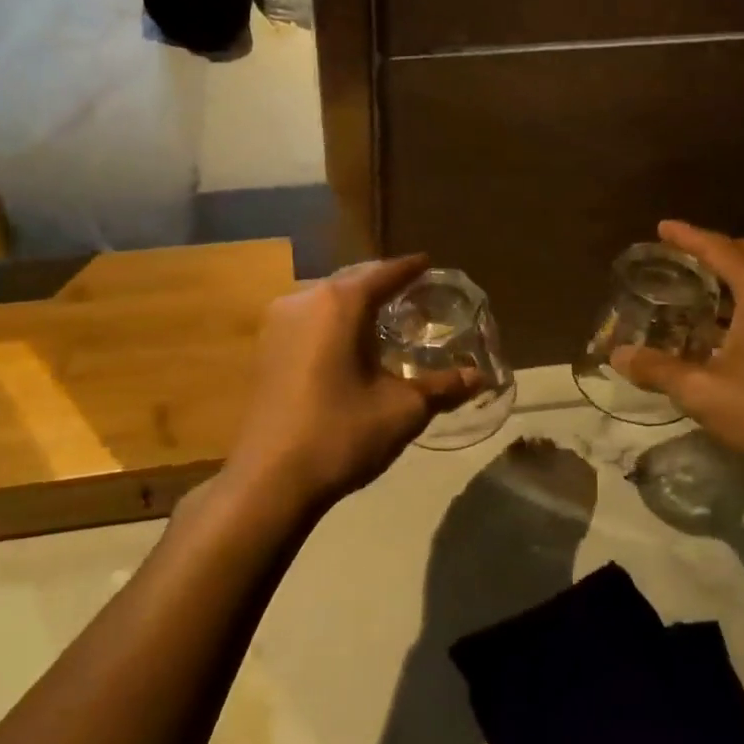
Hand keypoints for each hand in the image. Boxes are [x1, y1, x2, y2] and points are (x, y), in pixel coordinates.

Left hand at [228, 255, 472, 505]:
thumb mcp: (403, 410)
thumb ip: (443, 386)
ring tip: (381, 318)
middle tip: (411, 293)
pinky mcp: (264, 349)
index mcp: (339, 303)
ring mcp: (276, 324)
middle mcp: (303, 300)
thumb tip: (479, 376)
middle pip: (351, 280)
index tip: (428, 263)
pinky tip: (345, 344)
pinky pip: (306, 320)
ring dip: (353, 304)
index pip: (383, 273)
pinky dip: (331, 322)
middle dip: (380, 284)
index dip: (409, 269)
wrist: (270, 480)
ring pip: (324, 300)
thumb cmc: (342, 434)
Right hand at [612, 221, 743, 478]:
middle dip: (715, 248)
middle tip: (683, 255)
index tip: (662, 227)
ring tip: (706, 284)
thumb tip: (617, 356)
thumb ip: (658, 369)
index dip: (687, 237)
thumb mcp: (703, 392)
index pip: (719, 249)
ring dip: (737, 271)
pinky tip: (736, 321)